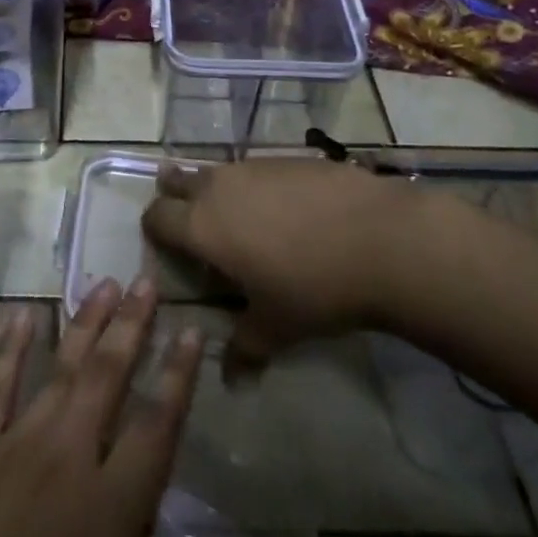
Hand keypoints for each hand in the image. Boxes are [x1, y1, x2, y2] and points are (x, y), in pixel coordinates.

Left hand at [0, 283, 260, 536]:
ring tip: (104, 282)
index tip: (193, 329)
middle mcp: (67, 461)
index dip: (179, 374)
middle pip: (109, 378)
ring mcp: (12, 447)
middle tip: (147, 281)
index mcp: (112, 513)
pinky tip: (22, 312)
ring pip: (59, 369)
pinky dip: (10, 345)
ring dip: (85, 323)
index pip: (159, 426)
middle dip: (132, 325)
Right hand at [142, 158, 436, 377]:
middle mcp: (219, 188)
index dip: (154, 229)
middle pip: (177, 180)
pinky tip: (288, 209)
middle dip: (175, 195)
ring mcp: (255, 166)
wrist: (383, 239)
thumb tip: (231, 379)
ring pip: (219, 171)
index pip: (156, 216)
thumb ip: (245, 349)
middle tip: (191, 218)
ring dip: (218, 190)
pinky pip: (258, 168)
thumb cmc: (315, 288)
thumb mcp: (277, 327)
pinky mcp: (289, 157)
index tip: (165, 245)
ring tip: (242, 217)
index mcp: (202, 226)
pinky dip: (258, 185)